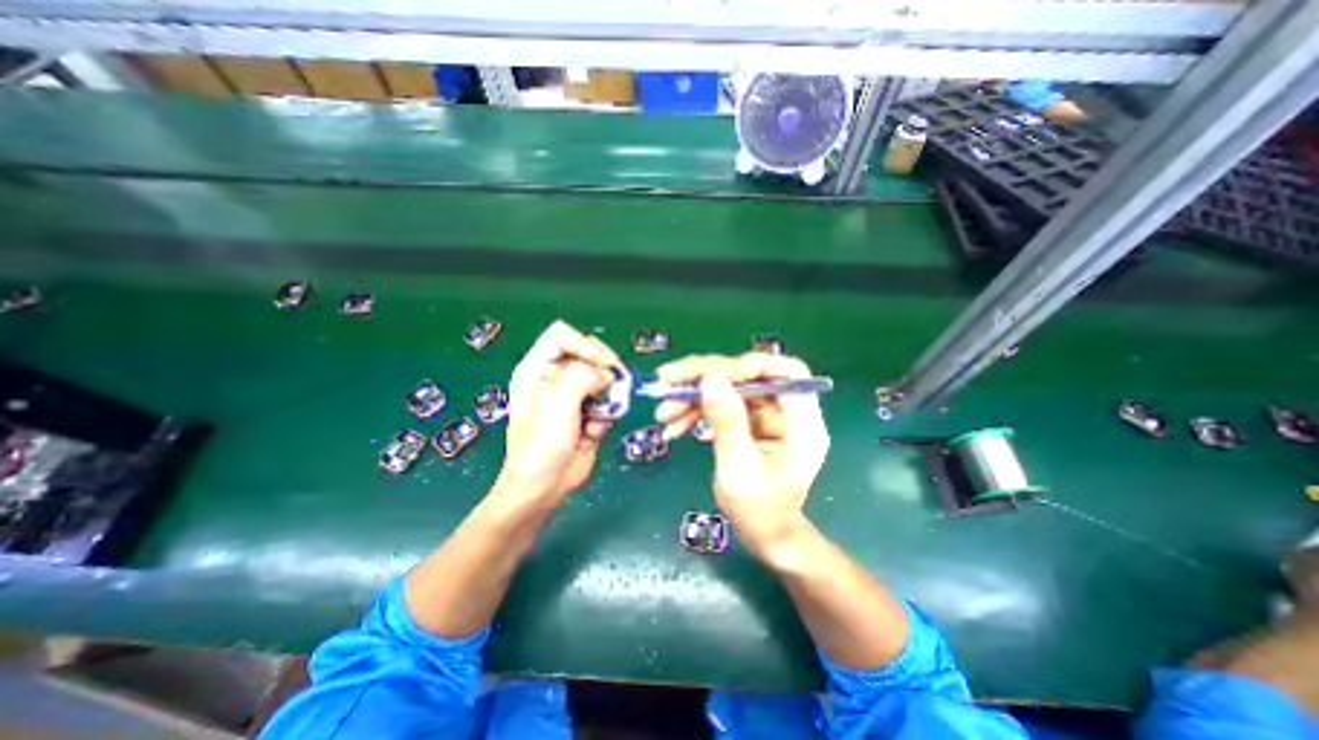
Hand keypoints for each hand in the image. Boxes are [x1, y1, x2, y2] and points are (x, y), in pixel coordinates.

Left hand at [500, 321, 623, 505]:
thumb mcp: (558, 403)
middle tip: (611, 385)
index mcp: (538, 368)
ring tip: (597, 418)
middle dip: (603, 370)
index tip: (601, 365)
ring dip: (607, 398)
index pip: (563, 335)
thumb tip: (606, 374)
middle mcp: (556, 377)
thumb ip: (583, 376)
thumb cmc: (541, 443)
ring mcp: (574, 395)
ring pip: (604, 378)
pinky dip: (606, 415)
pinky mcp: (589, 412)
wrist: (544, 486)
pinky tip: (593, 432)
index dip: (584, 344)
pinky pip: (608, 402)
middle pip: (589, 353)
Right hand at [653, 354, 827, 554]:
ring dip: (695, 395)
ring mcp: (769, 414)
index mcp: (802, 423)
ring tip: (663, 412)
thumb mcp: (738, 469)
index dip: (747, 365)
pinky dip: (698, 410)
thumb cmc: (759, 511)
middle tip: (667, 379)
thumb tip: (710, 378)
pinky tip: (674, 423)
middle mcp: (788, 411)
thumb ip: (727, 422)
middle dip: (706, 376)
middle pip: (749, 375)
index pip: (785, 372)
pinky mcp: (752, 419)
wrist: (767, 535)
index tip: (709, 374)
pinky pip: (724, 403)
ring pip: (731, 387)